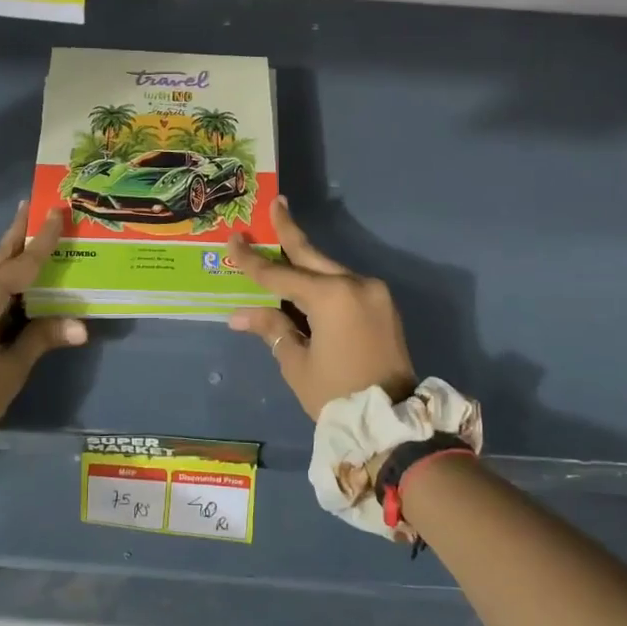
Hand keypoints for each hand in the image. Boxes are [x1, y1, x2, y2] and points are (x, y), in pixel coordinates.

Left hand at [0, 204, 85, 516]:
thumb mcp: (10, 371)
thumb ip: (42, 338)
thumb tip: (80, 326)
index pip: (19, 264)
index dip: (41, 240)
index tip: (55, 211)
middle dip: (17, 240)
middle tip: (37, 214)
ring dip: (3, 267)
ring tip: (28, 253)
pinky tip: (4, 294)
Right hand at [224, 198, 414, 418]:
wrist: (393, 421)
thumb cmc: (337, 394)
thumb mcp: (297, 362)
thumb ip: (272, 327)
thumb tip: (239, 314)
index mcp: (331, 297)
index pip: (280, 274)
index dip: (252, 260)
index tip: (233, 239)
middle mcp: (356, 284)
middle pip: (312, 255)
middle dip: (290, 232)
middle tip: (276, 204)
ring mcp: (374, 293)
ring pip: (330, 270)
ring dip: (304, 262)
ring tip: (281, 243)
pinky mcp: (383, 306)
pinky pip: (345, 285)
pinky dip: (323, 282)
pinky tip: (305, 281)